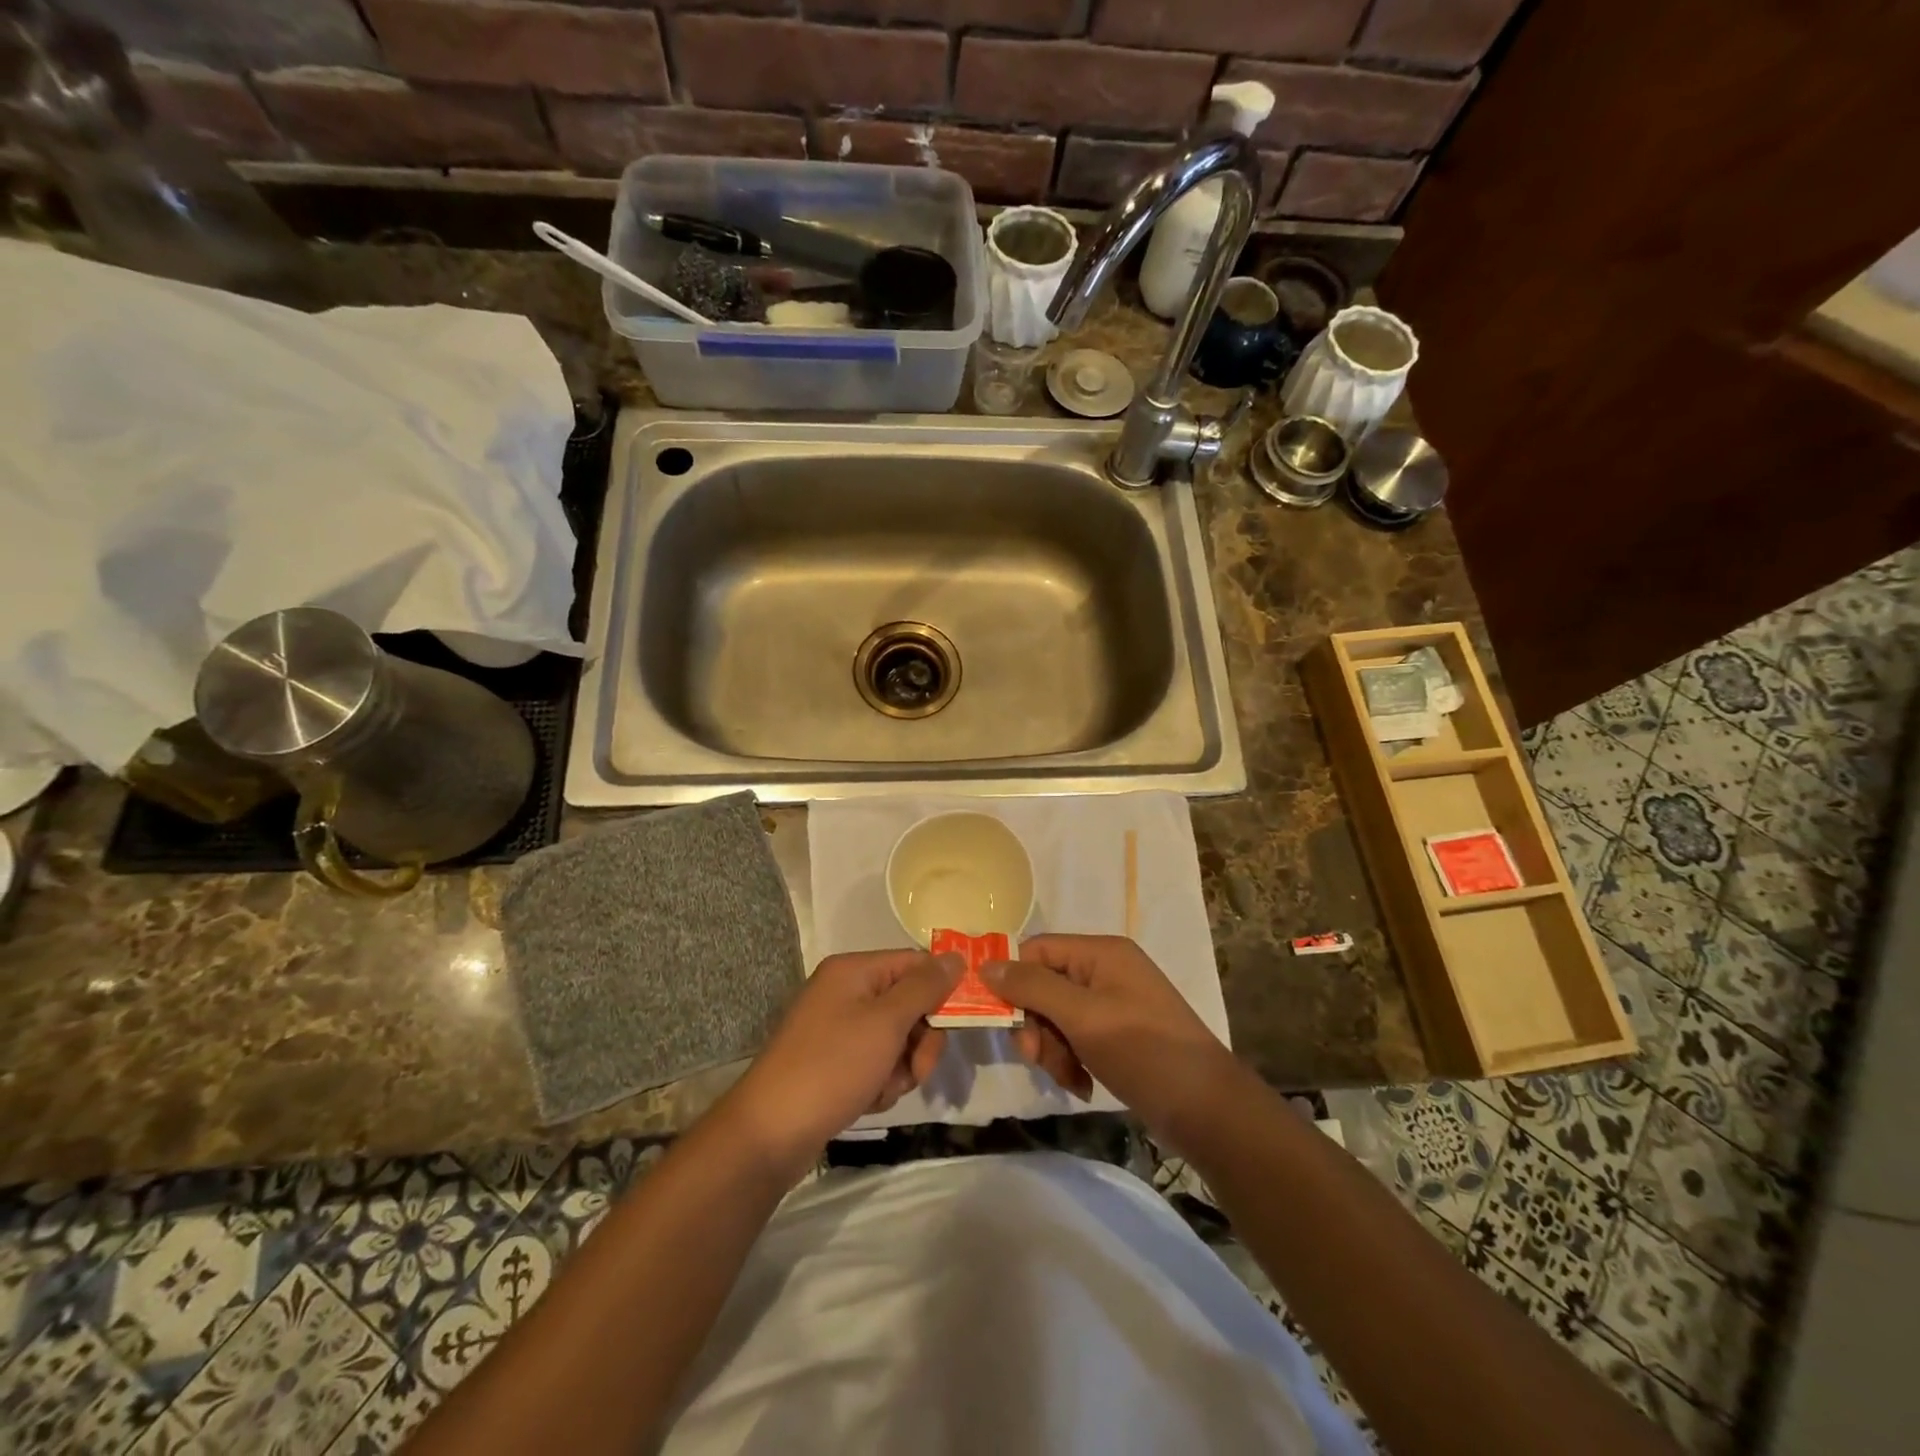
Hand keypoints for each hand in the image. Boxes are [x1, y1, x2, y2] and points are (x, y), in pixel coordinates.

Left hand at [724, 950, 961, 1173]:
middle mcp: (846, 991)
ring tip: (882, 1089)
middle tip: (915, 1068)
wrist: (770, 1132)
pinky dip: (881, 1083)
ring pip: (897, 1039)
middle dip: (920, 1040)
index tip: (961, 1021)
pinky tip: (867, 1100)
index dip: (940, 989)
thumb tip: (956, 958)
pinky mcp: (835, 1062)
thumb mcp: (886, 1022)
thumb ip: (925, 987)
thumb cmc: (832, 1066)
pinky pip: (877, 1063)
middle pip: (909, 1003)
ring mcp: (838, 1028)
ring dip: (902, 1068)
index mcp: (854, 970)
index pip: (915, 963)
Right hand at [981, 934, 1240, 1141]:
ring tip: (1069, 1078)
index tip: (1005, 1023)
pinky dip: (1071, 1060)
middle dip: (1036, 1025)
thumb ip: (1033, 987)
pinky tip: (1082, 1085)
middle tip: (1037, 1059)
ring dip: (1052, 1049)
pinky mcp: (1119, 1034)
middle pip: (1044, 985)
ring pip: (1056, 1016)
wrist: (1207, 1109)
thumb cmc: (1143, 1051)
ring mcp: (1115, 1003)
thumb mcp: (1083, 1016)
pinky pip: (1077, 1037)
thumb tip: (986, 964)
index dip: (1014, 982)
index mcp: (1101, 952)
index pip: (1037, 950)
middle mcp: (1106, 970)